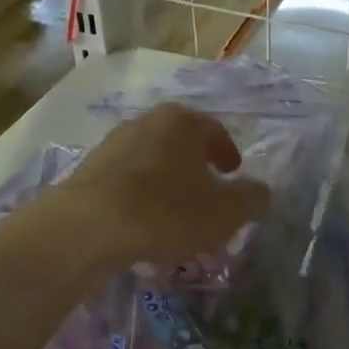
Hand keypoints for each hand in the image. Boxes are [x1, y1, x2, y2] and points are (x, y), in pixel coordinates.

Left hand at [60, 105, 269, 271]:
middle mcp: (147, 122)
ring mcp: (113, 143)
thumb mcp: (225, 213)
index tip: (234, 174)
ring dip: (167, 182)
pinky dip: (141, 197)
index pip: (215, 131)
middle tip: (207, 193)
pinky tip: (143, 224)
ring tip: (175, 214)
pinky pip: (126, 181)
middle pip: (181, 143)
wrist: (87, 227)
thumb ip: (251, 199)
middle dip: (196, 167)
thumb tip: (262, 191)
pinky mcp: (88, 169)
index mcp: (184, 121)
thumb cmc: (167, 211)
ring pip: (152, 161)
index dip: (228, 154)